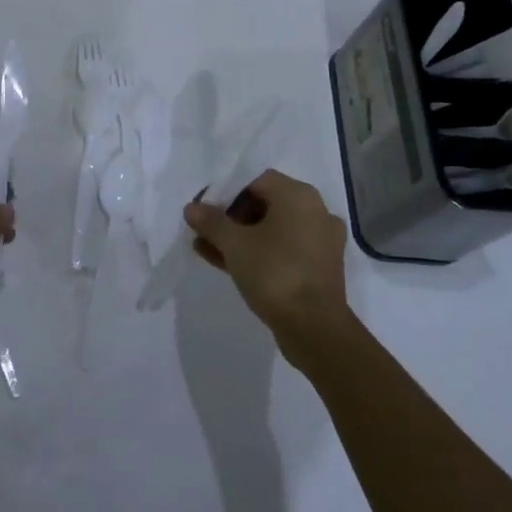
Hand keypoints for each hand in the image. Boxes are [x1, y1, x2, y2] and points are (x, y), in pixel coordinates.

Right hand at [183, 169, 352, 365]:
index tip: (204, 211)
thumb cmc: (274, 273)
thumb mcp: (234, 244)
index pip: (255, 181)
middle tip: (205, 231)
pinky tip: (225, 264)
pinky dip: (258, 253)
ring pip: (272, 231)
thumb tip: (191, 207)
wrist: (315, 329)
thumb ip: (211, 222)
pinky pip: (282, 251)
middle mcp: (314, 212)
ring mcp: (319, 242)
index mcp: (298, 196)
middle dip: (230, 218)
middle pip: (264, 205)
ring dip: (240, 238)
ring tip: (206, 249)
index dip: (225, 193)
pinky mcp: (318, 269)